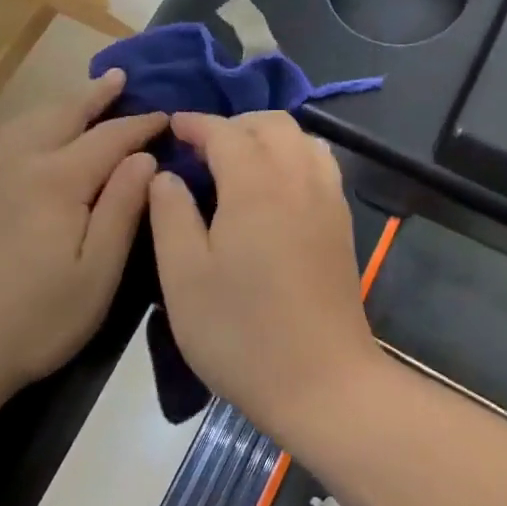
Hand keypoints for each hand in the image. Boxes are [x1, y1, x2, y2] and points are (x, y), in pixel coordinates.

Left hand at [0, 70, 165, 391]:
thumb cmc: (36, 318)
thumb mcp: (97, 273)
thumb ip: (123, 208)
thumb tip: (144, 158)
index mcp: (58, 180)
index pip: (109, 138)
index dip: (140, 125)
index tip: (166, 116)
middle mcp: (21, 161)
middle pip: (65, 114)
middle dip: (96, 95)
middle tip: (120, 78)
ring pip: (32, 120)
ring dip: (63, 104)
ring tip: (83, 96)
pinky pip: (7, 137)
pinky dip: (33, 122)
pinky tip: (37, 134)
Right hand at [148, 111, 381, 438]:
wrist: (322, 382)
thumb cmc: (241, 332)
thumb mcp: (184, 276)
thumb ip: (170, 214)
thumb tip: (164, 175)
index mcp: (255, 184)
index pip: (224, 131)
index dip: (195, 123)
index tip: (171, 127)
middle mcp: (297, 177)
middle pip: (270, 123)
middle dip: (233, 124)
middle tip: (201, 148)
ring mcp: (327, 198)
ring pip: (301, 138)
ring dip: (267, 136)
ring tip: (238, 162)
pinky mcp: (342, 221)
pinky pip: (320, 163)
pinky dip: (294, 154)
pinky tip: (275, 186)